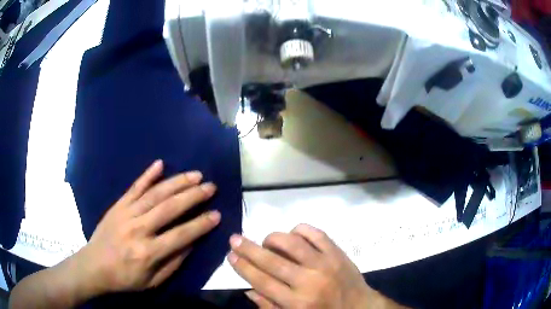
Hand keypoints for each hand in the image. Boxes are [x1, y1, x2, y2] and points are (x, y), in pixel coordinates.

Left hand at [74, 160, 220, 295]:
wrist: (94, 266)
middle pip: (169, 208)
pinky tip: (160, 164)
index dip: (201, 225)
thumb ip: (173, 263)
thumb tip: (191, 243)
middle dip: (193, 196)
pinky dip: (147, 175)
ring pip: (155, 194)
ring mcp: (126, 214)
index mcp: (148, 252)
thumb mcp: (152, 282)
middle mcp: (138, 229)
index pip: (181, 235)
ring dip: (177, 182)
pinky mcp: (118, 205)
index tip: (217, 214)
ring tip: (195, 175)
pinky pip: (134, 187)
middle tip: (210, 187)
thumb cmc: (125, 278)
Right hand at [228, 224, 379, 308]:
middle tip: (235, 239)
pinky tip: (293, 235)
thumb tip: (249, 289)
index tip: (230, 255)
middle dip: (248, 248)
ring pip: (292, 242)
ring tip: (267, 242)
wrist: (359, 307)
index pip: (261, 281)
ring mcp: (325, 263)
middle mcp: (308, 281)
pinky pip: (315, 233)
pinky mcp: (337, 252)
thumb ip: (270, 307)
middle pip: (271, 260)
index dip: (243, 266)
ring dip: (273, 238)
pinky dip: (300, 230)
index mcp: (296, 303)